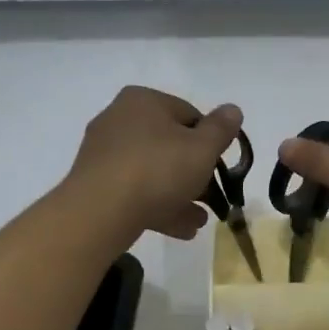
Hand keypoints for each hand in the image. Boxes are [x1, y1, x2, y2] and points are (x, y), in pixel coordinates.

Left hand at [66, 86, 241, 244]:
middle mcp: (119, 119)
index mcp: (143, 101)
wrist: (100, 211)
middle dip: (195, 175)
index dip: (210, 142)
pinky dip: (158, 206)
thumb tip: (233, 110)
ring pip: (152, 173)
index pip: (189, 115)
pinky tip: (180, 229)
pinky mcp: (95, 184)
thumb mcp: (202, 149)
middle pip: (169, 146)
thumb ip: (221, 130)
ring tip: (200, 220)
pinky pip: (134, 192)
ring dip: (180, 195)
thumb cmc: (158, 170)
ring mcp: (103, 153)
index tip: (221, 168)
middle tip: (212, 198)